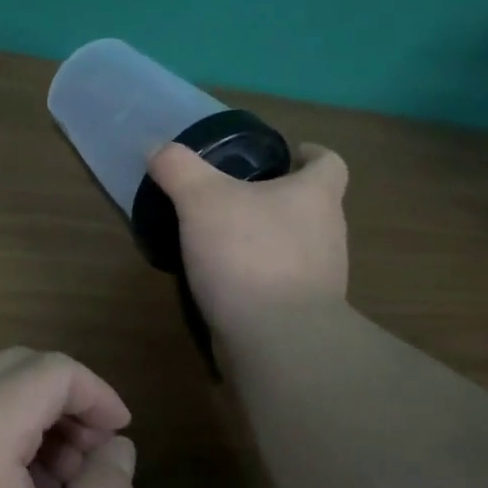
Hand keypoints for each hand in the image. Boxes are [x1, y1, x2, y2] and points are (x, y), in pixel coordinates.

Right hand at [146, 140, 349, 337]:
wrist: (275, 338)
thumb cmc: (247, 255)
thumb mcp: (201, 199)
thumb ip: (179, 169)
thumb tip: (158, 149)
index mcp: (316, 196)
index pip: (329, 163)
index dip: (309, 155)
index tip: (286, 156)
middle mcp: (329, 232)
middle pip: (312, 205)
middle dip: (280, 199)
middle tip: (238, 199)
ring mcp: (322, 277)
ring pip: (298, 246)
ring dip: (269, 240)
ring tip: (226, 241)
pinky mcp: (305, 313)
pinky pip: (283, 284)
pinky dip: (261, 278)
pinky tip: (227, 283)